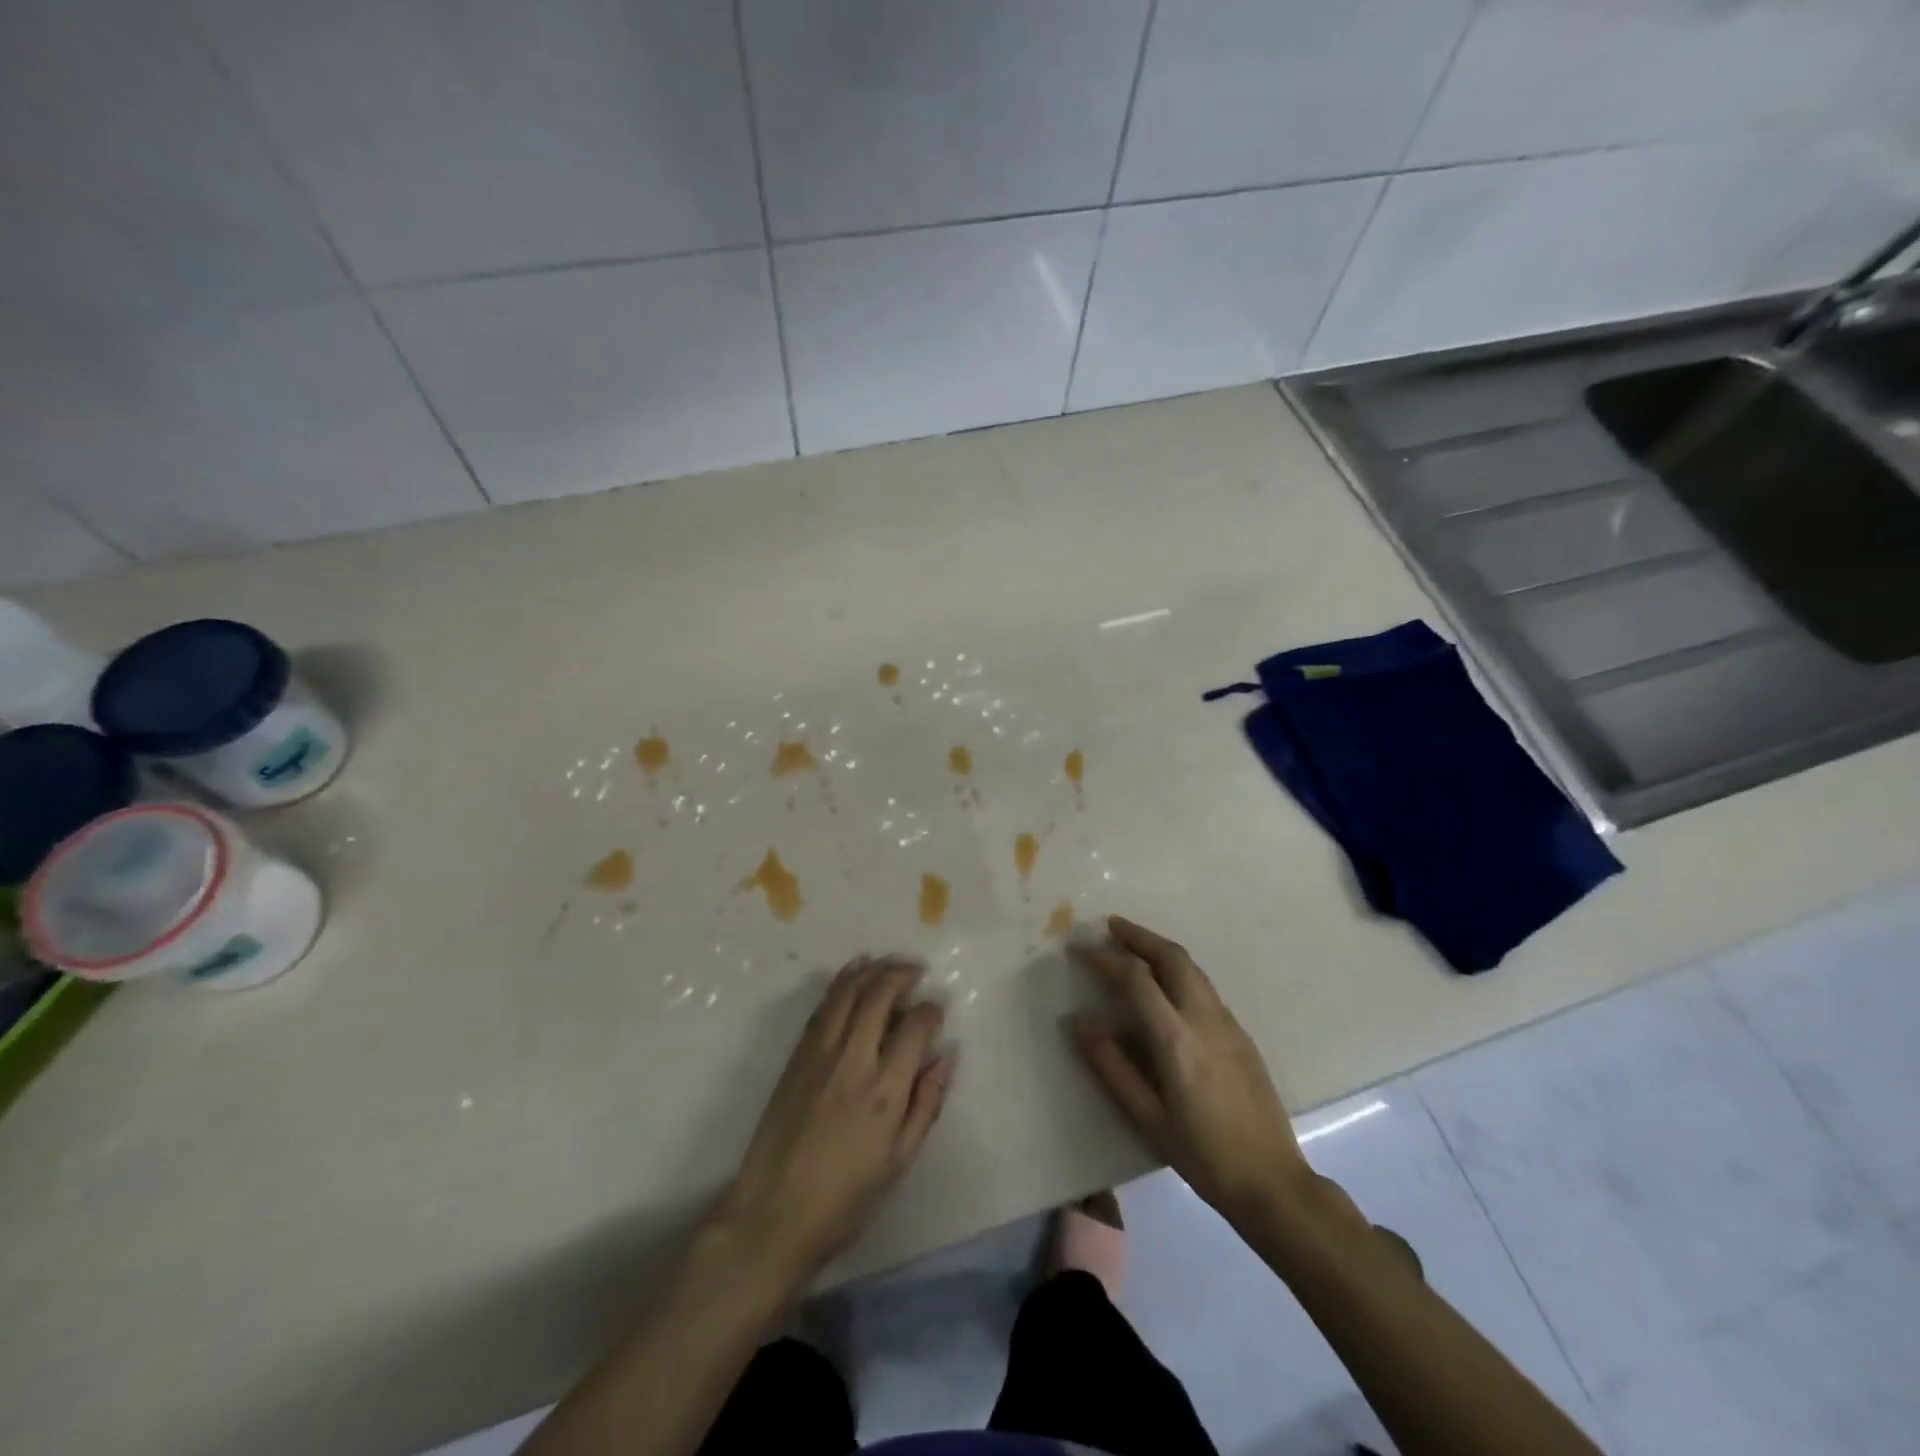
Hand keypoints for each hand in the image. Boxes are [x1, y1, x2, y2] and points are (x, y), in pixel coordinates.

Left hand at [715, 956, 949, 1283]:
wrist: (773, 1214)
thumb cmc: (845, 1198)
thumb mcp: (899, 1162)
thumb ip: (925, 1105)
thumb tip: (943, 1058)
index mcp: (884, 1090)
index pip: (915, 1027)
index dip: (931, 1011)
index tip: (936, 1011)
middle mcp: (853, 1059)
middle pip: (879, 996)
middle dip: (902, 975)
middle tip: (916, 972)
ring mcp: (820, 1053)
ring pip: (848, 992)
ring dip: (871, 970)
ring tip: (889, 964)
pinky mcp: (797, 1055)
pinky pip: (823, 1006)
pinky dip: (842, 982)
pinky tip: (854, 975)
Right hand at [1070, 916, 1310, 1226]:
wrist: (1273, 1182)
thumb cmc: (1203, 1156)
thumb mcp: (1148, 1118)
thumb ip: (1113, 1067)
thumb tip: (1082, 1022)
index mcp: (1177, 1040)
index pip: (1136, 980)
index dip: (1105, 960)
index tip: (1079, 951)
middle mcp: (1205, 1019)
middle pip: (1172, 957)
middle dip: (1139, 936)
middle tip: (1110, 926)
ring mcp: (1228, 1024)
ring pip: (1192, 968)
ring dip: (1160, 948)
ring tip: (1133, 945)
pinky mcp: (1241, 1034)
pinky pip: (1204, 986)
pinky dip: (1178, 969)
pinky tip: (1165, 985)